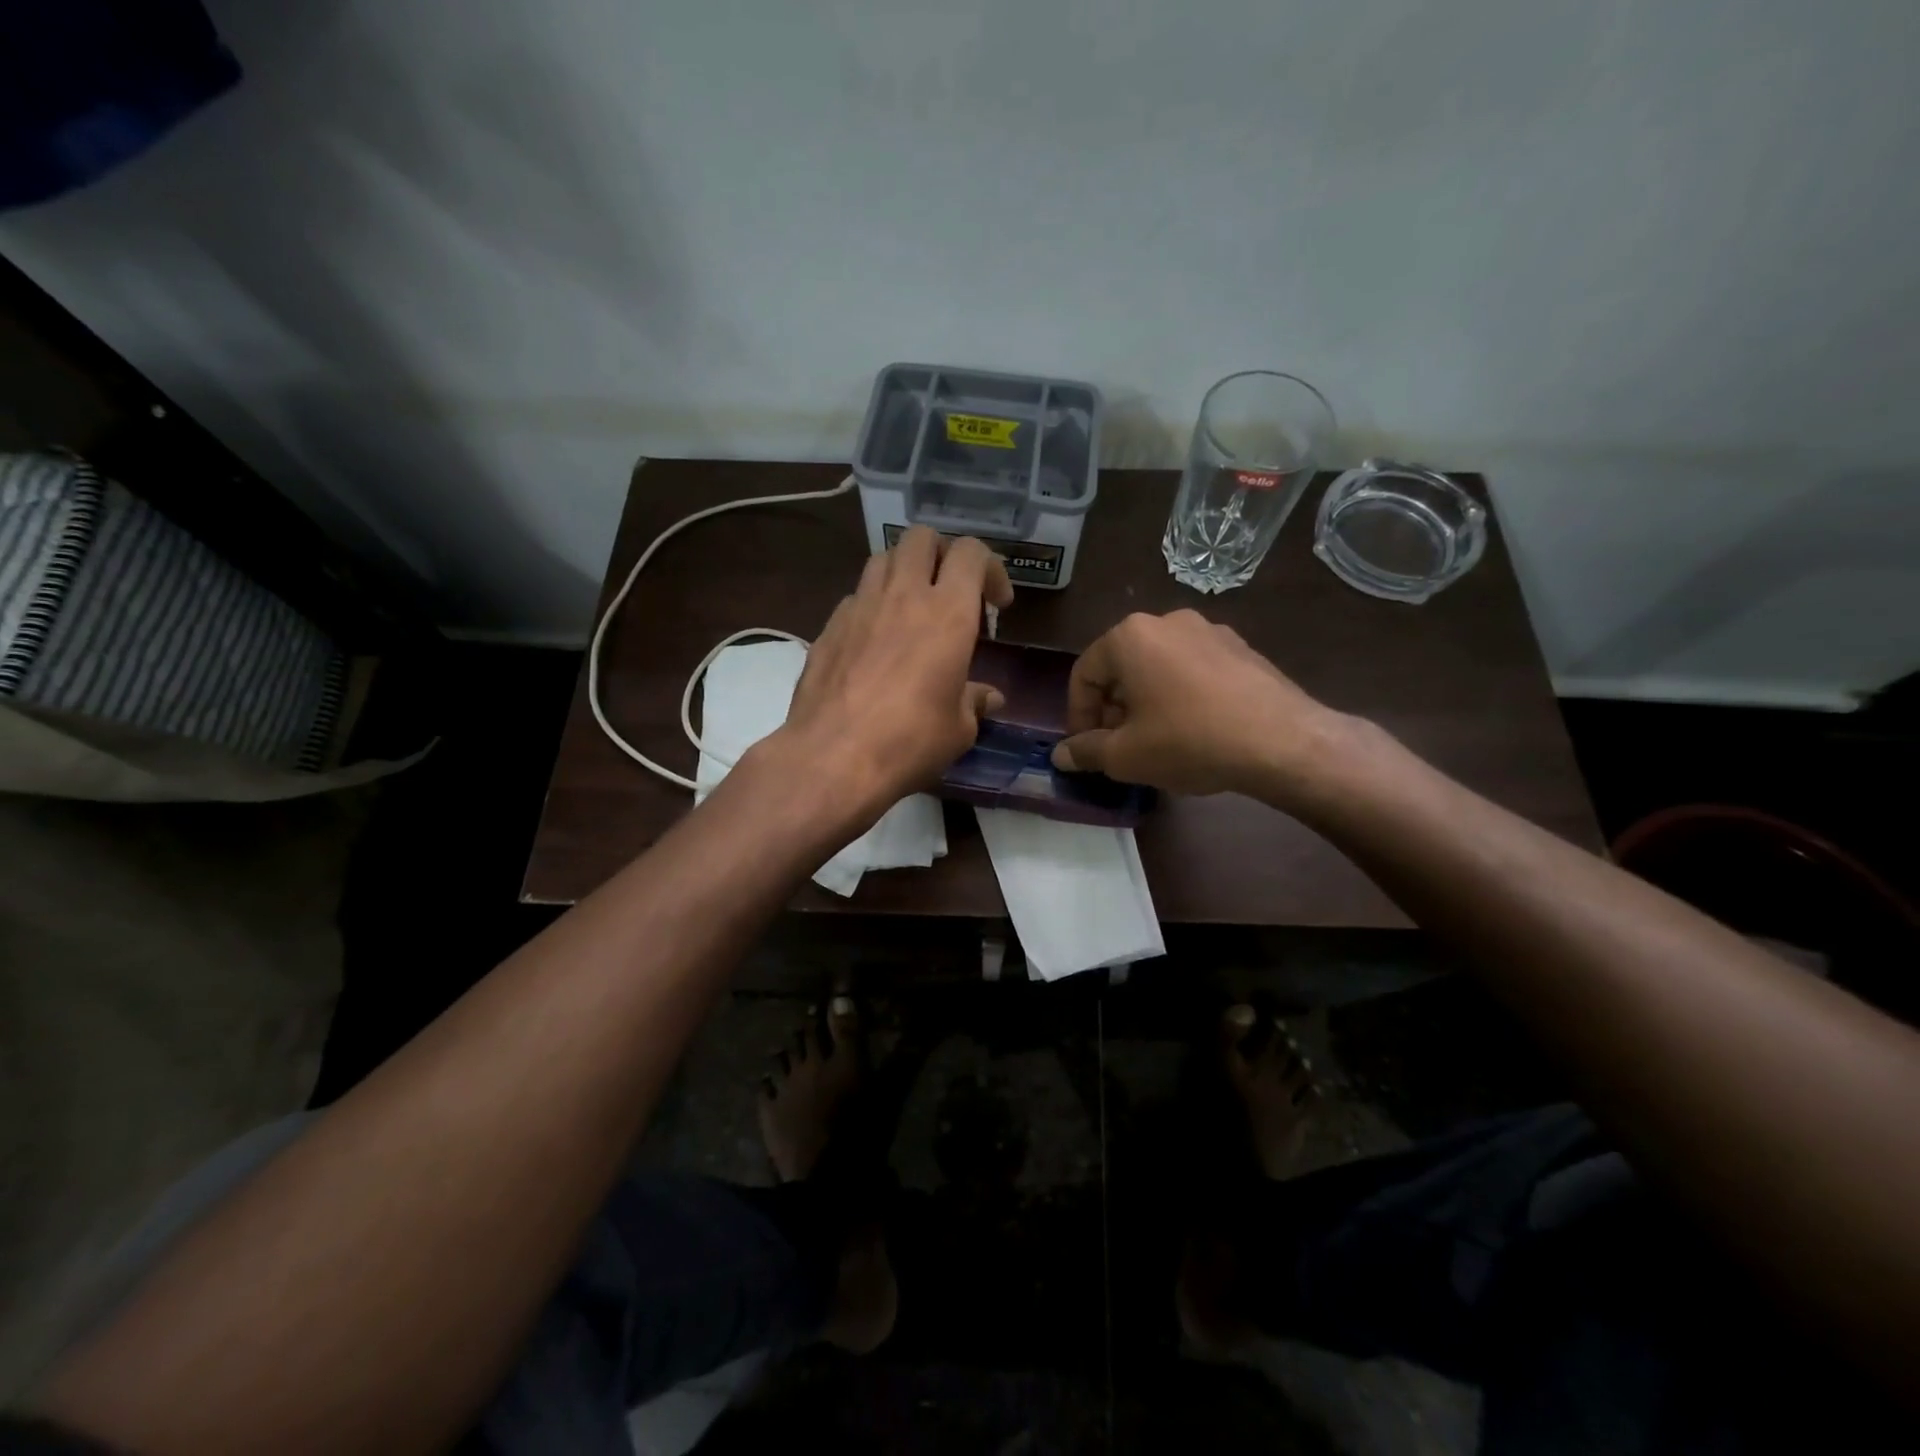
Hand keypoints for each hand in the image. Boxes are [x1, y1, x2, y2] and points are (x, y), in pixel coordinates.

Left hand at [775, 527, 1013, 821]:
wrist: (832, 758)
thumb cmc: (909, 742)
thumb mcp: (958, 730)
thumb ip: (974, 702)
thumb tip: (987, 698)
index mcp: (947, 612)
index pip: (971, 553)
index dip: (990, 569)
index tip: (996, 605)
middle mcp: (903, 595)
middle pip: (922, 538)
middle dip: (942, 554)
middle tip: (952, 591)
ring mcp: (859, 607)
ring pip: (883, 558)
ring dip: (904, 572)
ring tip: (912, 609)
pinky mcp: (828, 627)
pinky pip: (856, 596)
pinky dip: (873, 605)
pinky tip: (876, 642)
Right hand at [1050, 610, 1340, 799]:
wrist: (1282, 741)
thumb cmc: (1189, 741)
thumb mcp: (1126, 755)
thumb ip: (1086, 751)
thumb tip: (1060, 756)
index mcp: (1130, 637)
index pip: (1084, 674)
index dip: (1078, 715)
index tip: (1086, 749)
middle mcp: (1167, 621)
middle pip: (1122, 667)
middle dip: (1112, 708)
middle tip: (1118, 746)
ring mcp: (1210, 630)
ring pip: (1158, 667)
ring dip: (1146, 701)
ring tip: (1156, 740)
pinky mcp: (1241, 647)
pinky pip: (1194, 669)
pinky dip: (1181, 694)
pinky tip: (1195, 729)